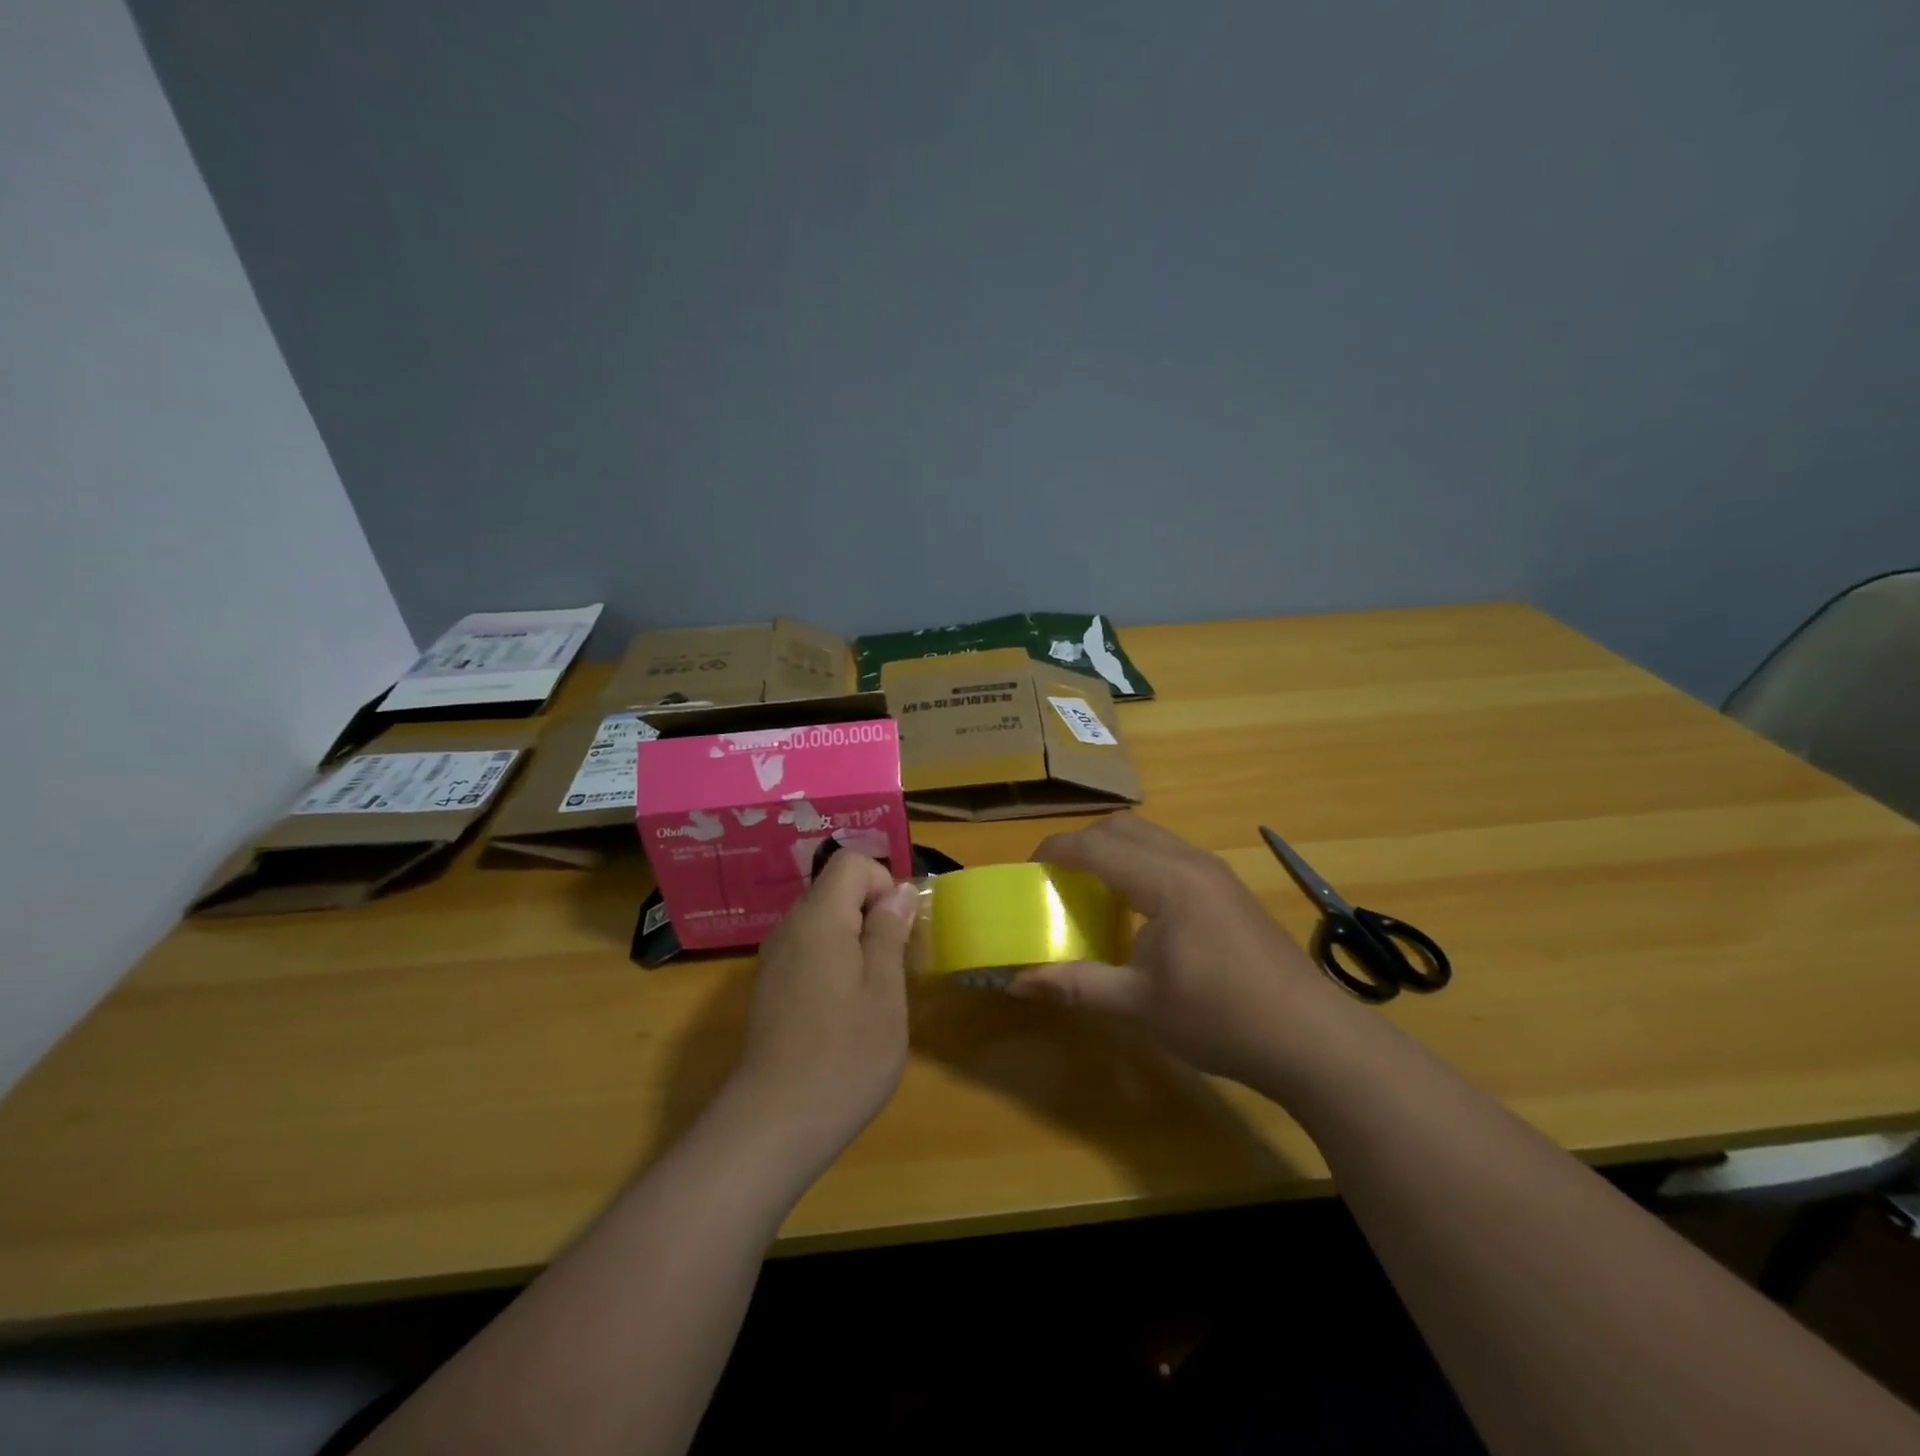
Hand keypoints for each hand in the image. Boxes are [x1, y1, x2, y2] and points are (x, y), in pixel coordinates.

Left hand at [727, 852, 917, 1173]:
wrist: (774, 1124)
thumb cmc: (844, 1055)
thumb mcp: (884, 990)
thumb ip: (889, 932)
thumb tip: (899, 891)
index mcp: (819, 919)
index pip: (851, 863)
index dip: (883, 883)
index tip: (900, 930)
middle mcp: (789, 928)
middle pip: (835, 890)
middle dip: (872, 913)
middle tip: (895, 963)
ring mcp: (775, 959)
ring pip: (823, 922)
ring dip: (855, 940)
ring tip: (874, 991)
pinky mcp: (770, 988)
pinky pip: (809, 951)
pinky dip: (834, 962)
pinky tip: (845, 1011)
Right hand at [1011, 815, 1349, 1089]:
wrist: (1313, 1040)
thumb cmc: (1221, 1019)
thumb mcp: (1139, 1006)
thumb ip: (1076, 985)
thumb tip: (1016, 982)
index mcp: (1167, 882)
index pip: (1097, 846)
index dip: (1056, 851)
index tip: (1028, 871)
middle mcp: (1191, 862)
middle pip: (1124, 827)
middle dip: (1083, 843)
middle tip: (1057, 879)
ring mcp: (1216, 873)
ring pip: (1151, 837)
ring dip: (1114, 850)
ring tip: (1091, 889)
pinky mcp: (1229, 889)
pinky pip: (1171, 854)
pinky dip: (1140, 863)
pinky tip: (1138, 908)